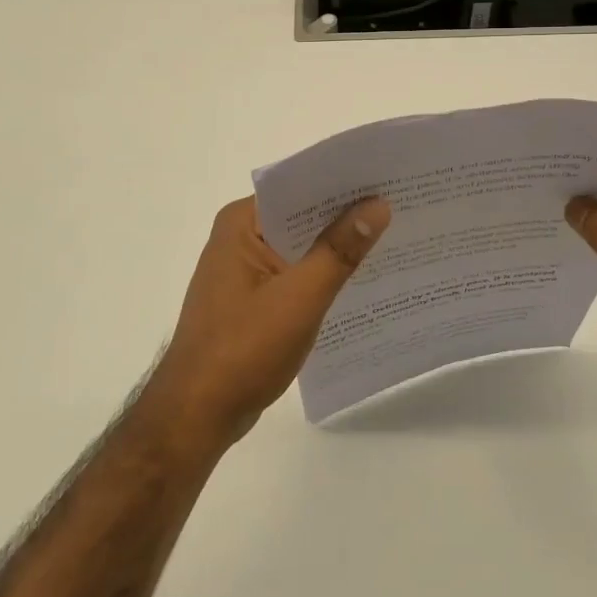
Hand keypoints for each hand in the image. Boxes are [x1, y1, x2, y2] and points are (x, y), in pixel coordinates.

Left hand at [144, 195, 390, 449]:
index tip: (387, 179)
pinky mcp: (251, 298)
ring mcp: (244, 269)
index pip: (299, 187)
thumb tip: (377, 206)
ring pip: (300, 246)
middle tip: (401, 207)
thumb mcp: (300, 298)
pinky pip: (294, 272)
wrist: (196, 417)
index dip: (343, 183)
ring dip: (336, 246)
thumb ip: (339, 251)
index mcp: (241, 223)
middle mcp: (239, 236)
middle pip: (301, 216)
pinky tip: (360, 280)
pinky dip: (322, 274)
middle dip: (346, 215)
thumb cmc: (243, 350)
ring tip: (392, 238)